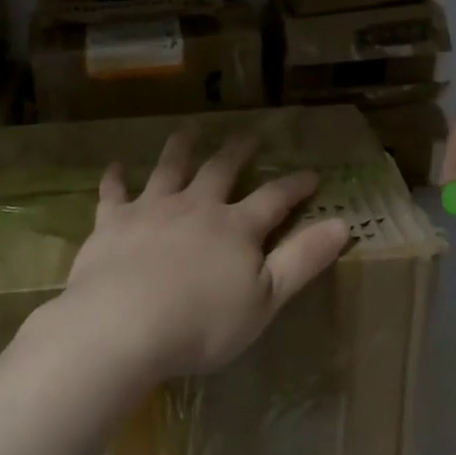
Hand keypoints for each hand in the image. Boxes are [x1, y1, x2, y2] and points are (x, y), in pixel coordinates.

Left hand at [52, 129, 352, 381]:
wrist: (123, 325)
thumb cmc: (202, 323)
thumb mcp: (265, 299)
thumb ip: (302, 260)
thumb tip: (342, 224)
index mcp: (236, 228)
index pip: (274, 199)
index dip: (295, 186)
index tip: (311, 174)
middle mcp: (196, 207)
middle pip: (221, 170)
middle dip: (237, 151)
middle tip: (248, 133)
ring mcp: (152, 210)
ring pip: (169, 169)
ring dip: (180, 148)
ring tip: (188, 130)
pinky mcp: (113, 222)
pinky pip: (114, 194)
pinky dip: (115, 179)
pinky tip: (114, 167)